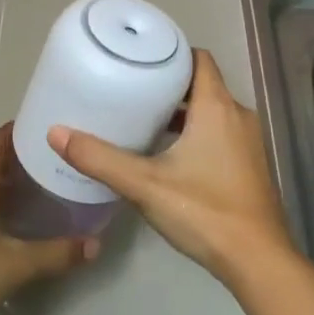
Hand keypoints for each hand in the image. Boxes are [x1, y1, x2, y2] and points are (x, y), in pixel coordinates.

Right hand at [47, 49, 292, 283]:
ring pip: (211, 110)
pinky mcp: (249, 166)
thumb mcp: (144, 184)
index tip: (140, 57)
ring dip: (181, 110)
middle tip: (130, 86)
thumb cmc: (204, 211)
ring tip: (142, 117)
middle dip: (168, 82)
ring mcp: (247, 142)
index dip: (171, 52)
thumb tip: (55, 133)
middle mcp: (237, 116)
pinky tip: (166, 153)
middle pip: (202, 84)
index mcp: (217, 107)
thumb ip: (99, 158)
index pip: (198, 58)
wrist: (258, 262)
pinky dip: (194, 131)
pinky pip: (219, 132)